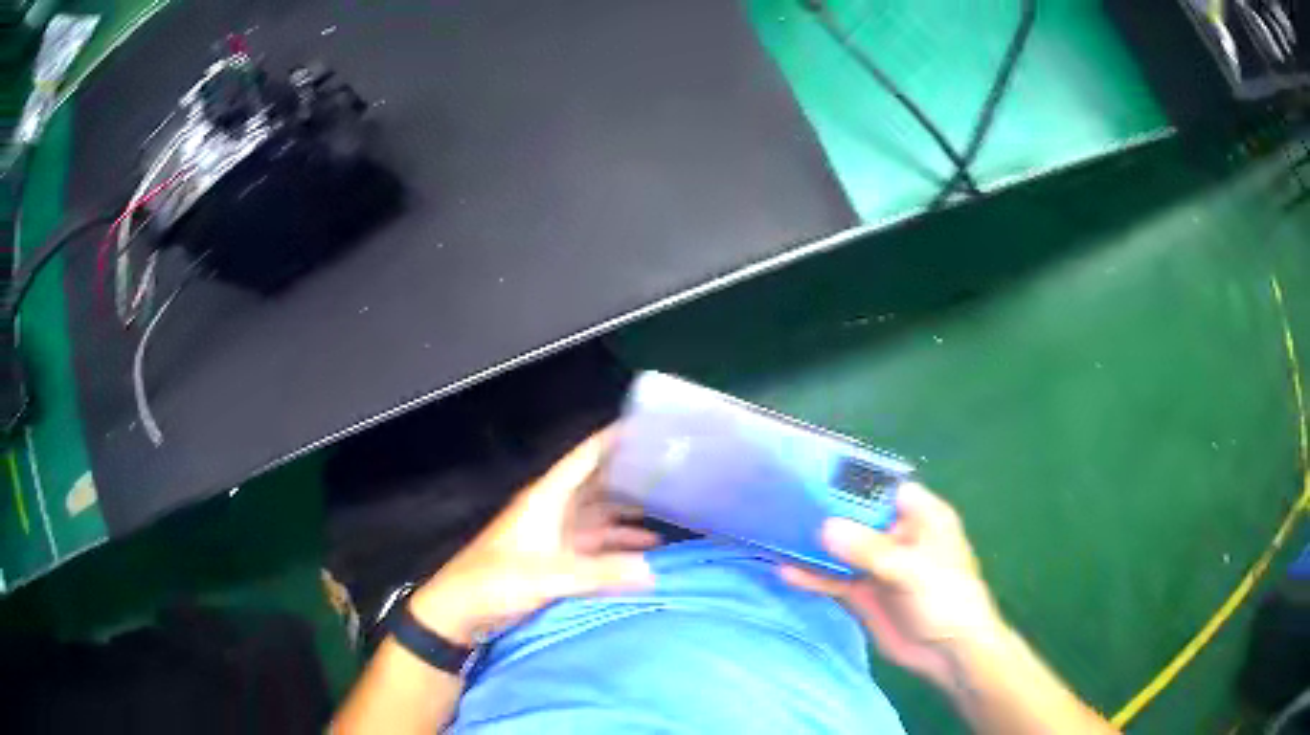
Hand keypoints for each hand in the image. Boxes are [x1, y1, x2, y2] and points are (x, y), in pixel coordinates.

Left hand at [408, 431, 659, 646]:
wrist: (462, 609)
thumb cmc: (497, 581)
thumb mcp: (550, 576)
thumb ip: (601, 573)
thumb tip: (652, 570)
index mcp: (547, 498)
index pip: (585, 458)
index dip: (612, 441)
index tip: (647, 431)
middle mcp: (553, 509)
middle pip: (597, 486)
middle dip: (629, 480)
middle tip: (669, 476)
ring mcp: (555, 535)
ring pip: (599, 517)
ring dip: (627, 518)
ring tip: (666, 517)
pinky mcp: (555, 560)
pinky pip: (595, 545)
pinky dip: (617, 547)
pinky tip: (643, 554)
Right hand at [780, 483, 1003, 688]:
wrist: (949, 653)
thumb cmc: (946, 599)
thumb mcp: (913, 569)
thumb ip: (870, 550)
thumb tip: (825, 528)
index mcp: (921, 516)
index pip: (883, 488)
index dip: (852, 481)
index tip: (813, 476)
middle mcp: (896, 535)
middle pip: (856, 517)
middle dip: (824, 512)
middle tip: (783, 503)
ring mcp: (878, 565)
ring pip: (841, 549)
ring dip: (814, 546)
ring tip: (777, 536)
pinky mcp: (863, 592)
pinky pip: (834, 580)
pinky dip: (812, 577)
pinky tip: (786, 573)